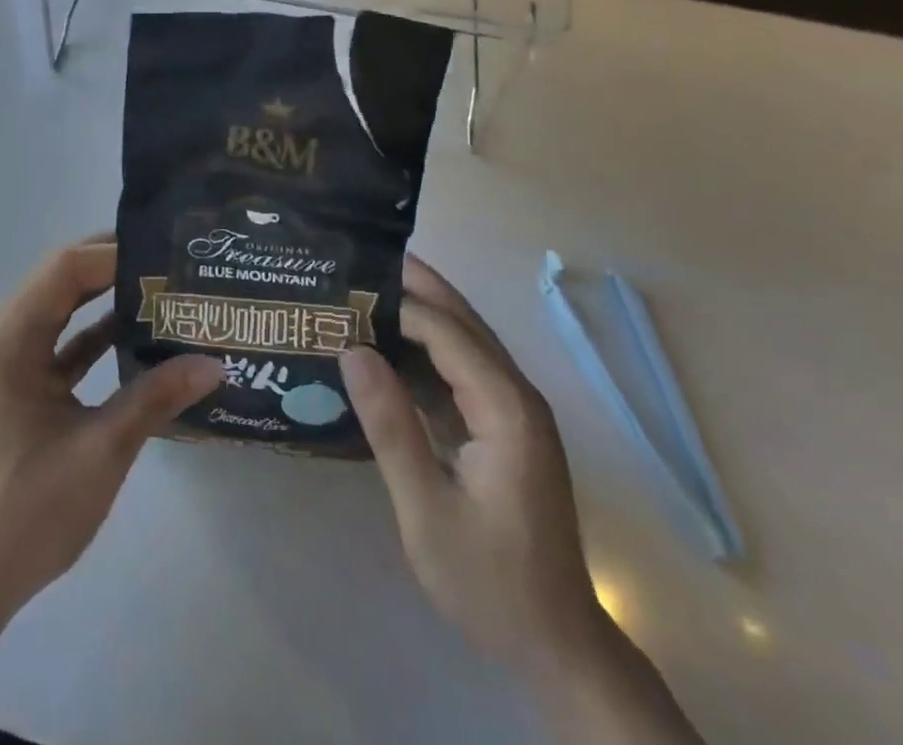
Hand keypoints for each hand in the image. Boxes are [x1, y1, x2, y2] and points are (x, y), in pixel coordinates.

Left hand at [0, 237, 221, 621]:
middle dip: (114, 268)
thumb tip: (213, 363)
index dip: (114, 254)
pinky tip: (140, 337)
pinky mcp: (22, 390)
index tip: (165, 255)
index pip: (65, 269)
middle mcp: (6, 339)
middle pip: (62, 281)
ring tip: (164, 291)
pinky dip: (98, 337)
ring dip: (108, 300)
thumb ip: (155, 397)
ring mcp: (12, 365)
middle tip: (170, 264)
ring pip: (63, 311)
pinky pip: (64, 345)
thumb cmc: (29, 510)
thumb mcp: (101, 449)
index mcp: (11, 340)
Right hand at [340, 257, 599, 666]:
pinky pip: (462, 371)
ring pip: (464, 342)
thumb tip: (352, 351)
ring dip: (420, 312)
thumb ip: (391, 426)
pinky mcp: (505, 428)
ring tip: (366, 288)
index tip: (346, 286)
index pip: (447, 332)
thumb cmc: (489, 581)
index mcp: (507, 409)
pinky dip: (426, 350)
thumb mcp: (427, 510)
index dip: (398, 304)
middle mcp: (517, 396)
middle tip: (360, 257)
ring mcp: (514, 411)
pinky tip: (389, 346)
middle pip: (463, 322)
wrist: (556, 645)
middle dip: (416, 286)